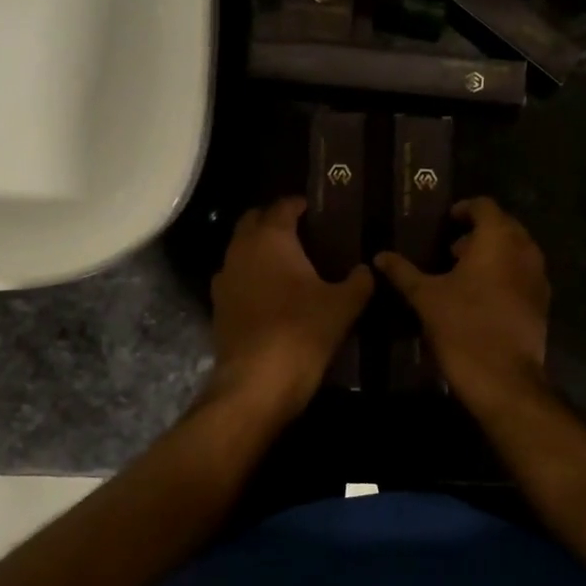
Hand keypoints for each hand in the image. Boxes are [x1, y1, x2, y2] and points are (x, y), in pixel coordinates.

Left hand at [209, 197, 372, 415]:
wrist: (258, 381)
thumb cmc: (303, 331)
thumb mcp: (343, 305)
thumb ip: (358, 281)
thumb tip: (366, 269)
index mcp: (270, 238)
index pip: (282, 206)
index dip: (298, 204)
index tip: (313, 208)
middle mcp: (241, 250)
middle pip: (253, 221)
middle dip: (273, 220)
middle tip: (300, 230)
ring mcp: (225, 278)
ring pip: (241, 250)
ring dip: (259, 249)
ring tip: (287, 261)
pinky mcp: (218, 306)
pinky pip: (236, 278)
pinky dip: (251, 276)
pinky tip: (271, 292)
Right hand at [375, 197, 549, 412]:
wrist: (502, 378)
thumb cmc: (461, 327)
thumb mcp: (425, 297)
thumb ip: (403, 272)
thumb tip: (379, 256)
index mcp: (497, 240)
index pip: (485, 206)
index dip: (465, 209)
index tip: (447, 221)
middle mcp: (524, 251)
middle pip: (505, 226)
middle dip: (480, 231)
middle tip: (452, 248)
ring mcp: (538, 277)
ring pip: (517, 251)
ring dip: (494, 253)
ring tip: (465, 272)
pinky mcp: (542, 302)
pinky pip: (524, 274)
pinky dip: (506, 274)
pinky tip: (482, 296)